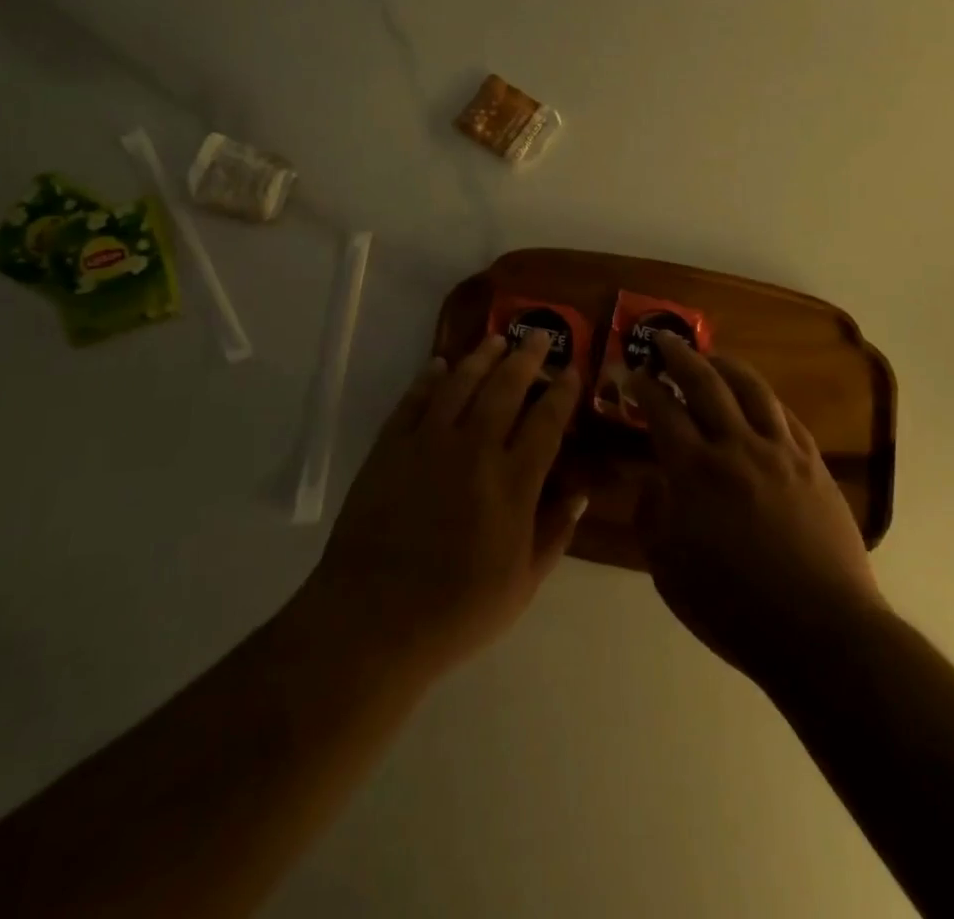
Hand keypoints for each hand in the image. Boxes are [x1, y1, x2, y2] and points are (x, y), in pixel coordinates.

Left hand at [302, 332, 587, 679]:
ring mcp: (428, 442)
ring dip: (480, 357)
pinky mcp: (390, 446)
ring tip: (495, 339)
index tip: (572, 370)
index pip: (546, 422)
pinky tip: (439, 365)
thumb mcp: (522, 584)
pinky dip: (428, 378)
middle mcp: (474, 449)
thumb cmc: (456, 611)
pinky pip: (414, 400)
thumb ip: (555, 532)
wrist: (372, 619)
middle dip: (526, 358)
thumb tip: (581, 491)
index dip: (562, 393)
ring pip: (460, 384)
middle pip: (505, 388)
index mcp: (513, 482)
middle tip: (537, 334)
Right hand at [631, 333, 882, 684]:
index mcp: (695, 471)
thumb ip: (651, 517)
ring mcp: (780, 451)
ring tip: (711, 355)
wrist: (821, 631)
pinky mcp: (813, 463)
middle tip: (664, 339)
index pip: (662, 409)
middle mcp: (736, 446)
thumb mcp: (668, 570)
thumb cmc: (734, 607)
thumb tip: (651, 482)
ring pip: (751, 388)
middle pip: (705, 382)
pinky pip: (785, 415)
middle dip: (679, 355)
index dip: (642, 386)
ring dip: (725, 364)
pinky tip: (757, 397)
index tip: (631, 373)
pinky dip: (764, 397)